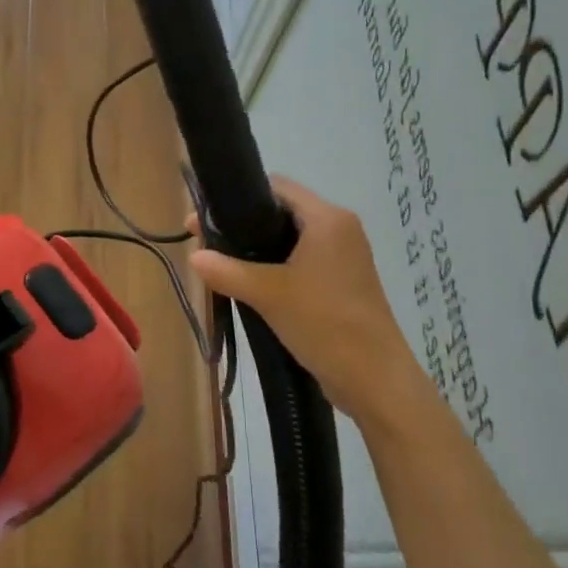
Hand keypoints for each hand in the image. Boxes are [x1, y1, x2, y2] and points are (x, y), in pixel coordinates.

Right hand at [189, 177, 420, 419]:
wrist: (375, 380)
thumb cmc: (325, 323)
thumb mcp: (268, 294)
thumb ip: (226, 271)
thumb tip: (193, 256)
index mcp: (328, 219)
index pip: (278, 187)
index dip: (240, 197)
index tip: (206, 217)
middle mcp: (340, 229)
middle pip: (282, 212)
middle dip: (243, 226)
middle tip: (206, 243)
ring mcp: (344, 258)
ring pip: (291, 240)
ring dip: (257, 250)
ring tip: (221, 265)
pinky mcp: (342, 283)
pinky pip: (301, 263)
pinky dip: (275, 268)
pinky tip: (249, 286)